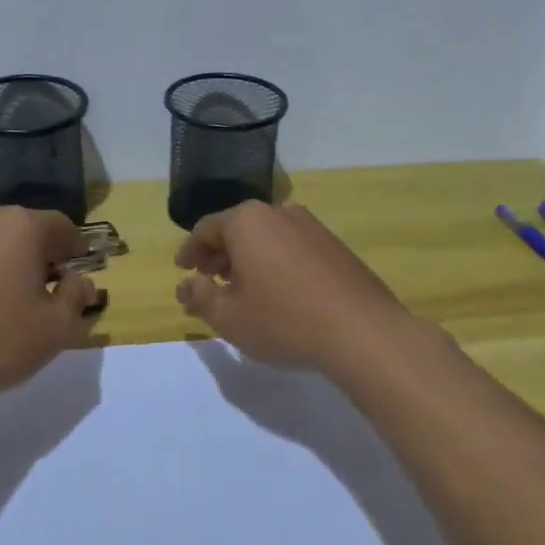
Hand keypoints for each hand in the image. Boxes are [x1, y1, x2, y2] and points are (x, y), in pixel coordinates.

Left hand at [0, 207, 98, 403]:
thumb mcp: (57, 326)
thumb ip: (77, 295)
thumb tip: (80, 280)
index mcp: (21, 225)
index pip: (62, 226)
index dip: (76, 249)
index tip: (80, 274)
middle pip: (25, 229)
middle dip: (42, 254)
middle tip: (49, 290)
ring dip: (9, 262)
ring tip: (12, 301)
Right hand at [174, 202, 415, 372]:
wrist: (361, 331)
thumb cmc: (283, 320)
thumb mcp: (228, 316)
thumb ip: (199, 297)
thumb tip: (186, 285)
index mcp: (247, 221)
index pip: (206, 229)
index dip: (189, 251)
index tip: (182, 271)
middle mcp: (279, 213)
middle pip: (237, 229)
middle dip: (218, 256)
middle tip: (207, 281)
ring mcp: (312, 227)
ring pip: (266, 238)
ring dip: (247, 260)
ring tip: (241, 291)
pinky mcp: (335, 246)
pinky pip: (291, 248)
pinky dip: (274, 264)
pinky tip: (277, 293)